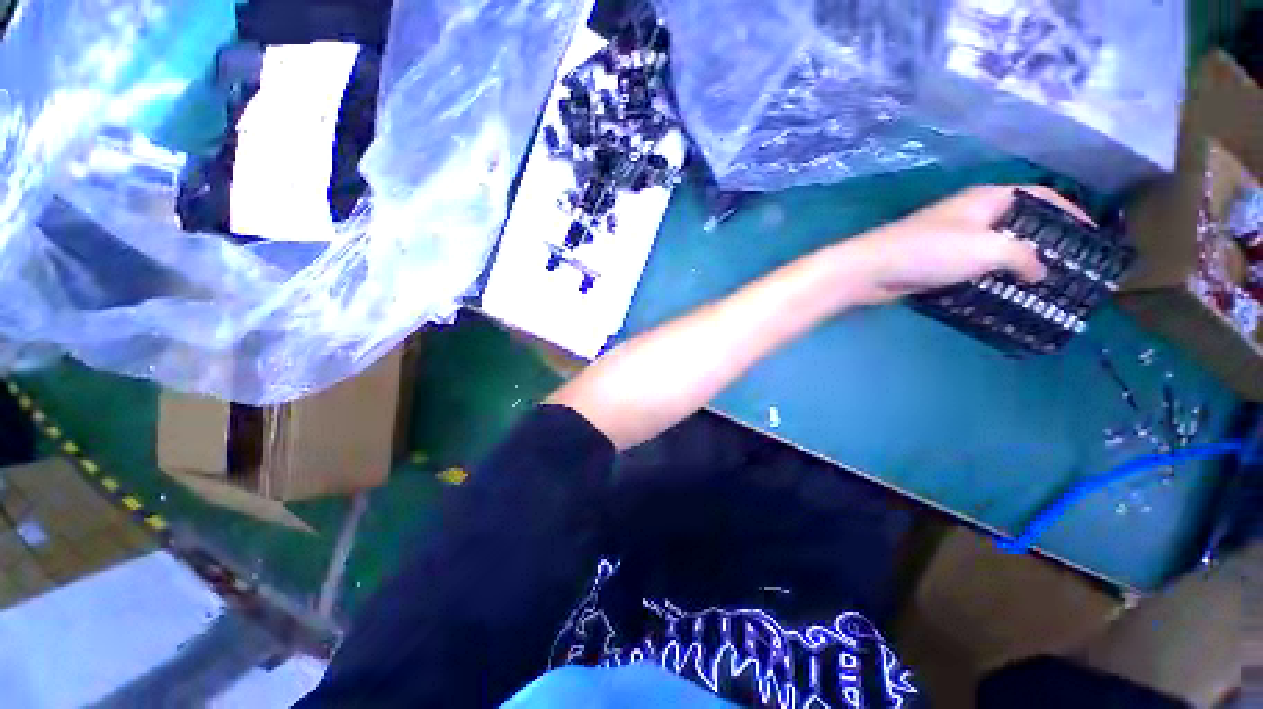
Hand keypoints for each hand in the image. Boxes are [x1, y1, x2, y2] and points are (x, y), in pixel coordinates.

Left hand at [842, 185, 1093, 304]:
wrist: (870, 269)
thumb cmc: (929, 252)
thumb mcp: (987, 249)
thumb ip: (1022, 256)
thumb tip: (1042, 270)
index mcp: (987, 198)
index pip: (1040, 196)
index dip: (1069, 211)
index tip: (1092, 235)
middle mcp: (970, 213)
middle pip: (1019, 223)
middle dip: (1045, 242)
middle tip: (1071, 267)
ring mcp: (950, 239)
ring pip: (996, 248)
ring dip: (1018, 265)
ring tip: (1044, 286)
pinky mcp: (935, 262)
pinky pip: (973, 267)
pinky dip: (991, 277)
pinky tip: (1004, 294)